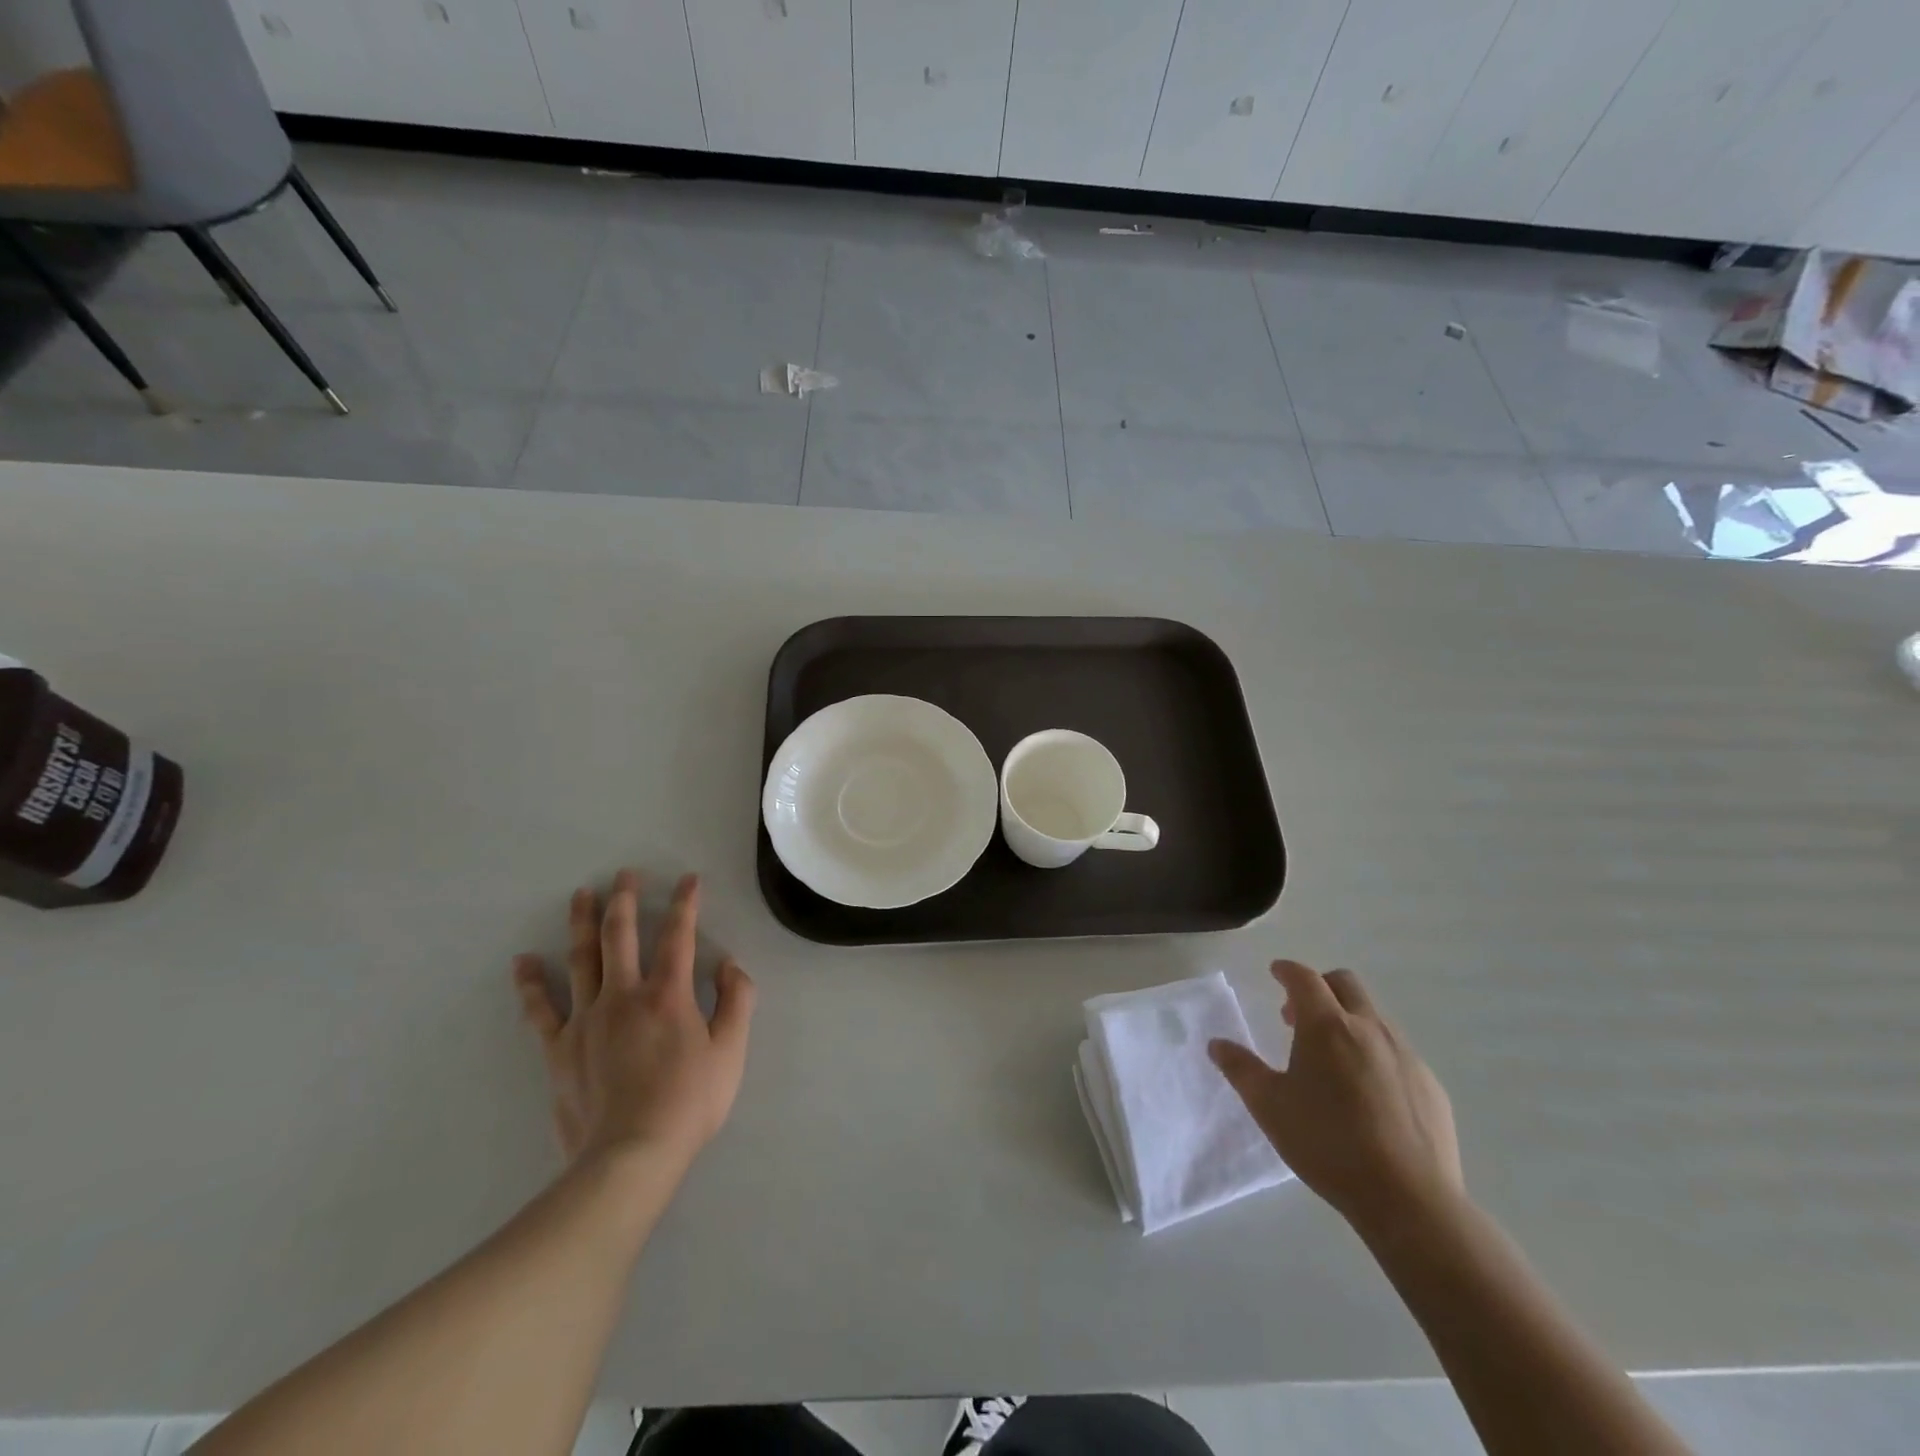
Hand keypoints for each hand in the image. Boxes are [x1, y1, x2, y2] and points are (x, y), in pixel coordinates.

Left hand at [513, 870, 754, 1170]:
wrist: (631, 1156)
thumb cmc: (689, 1102)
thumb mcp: (732, 1051)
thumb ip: (737, 1001)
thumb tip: (729, 964)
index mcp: (668, 994)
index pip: (679, 935)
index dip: (685, 904)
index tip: (689, 880)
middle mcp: (624, 995)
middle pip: (621, 936)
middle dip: (625, 900)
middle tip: (624, 874)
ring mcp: (586, 1020)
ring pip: (582, 959)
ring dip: (582, 923)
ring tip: (581, 895)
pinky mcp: (559, 1049)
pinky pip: (541, 1010)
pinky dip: (531, 984)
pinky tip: (523, 961)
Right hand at [1210, 960, 1461, 1234]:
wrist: (1409, 1199)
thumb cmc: (1327, 1143)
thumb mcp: (1269, 1106)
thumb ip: (1240, 1069)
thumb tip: (1217, 1044)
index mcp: (1326, 1026)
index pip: (1304, 978)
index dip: (1287, 971)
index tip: (1276, 972)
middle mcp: (1369, 1029)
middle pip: (1345, 984)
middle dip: (1320, 987)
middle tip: (1298, 1017)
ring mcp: (1406, 1056)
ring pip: (1374, 1017)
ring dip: (1349, 1021)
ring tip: (1332, 1059)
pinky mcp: (1431, 1086)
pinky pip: (1398, 1053)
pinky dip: (1375, 1054)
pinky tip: (1368, 1094)